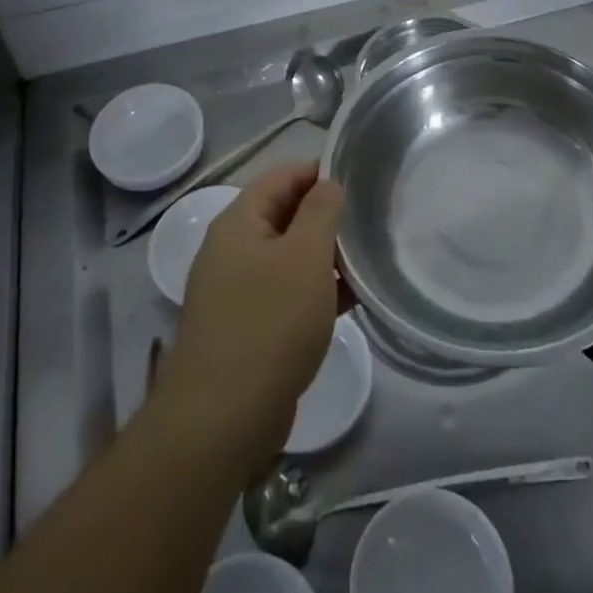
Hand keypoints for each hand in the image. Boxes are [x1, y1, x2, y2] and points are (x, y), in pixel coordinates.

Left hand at [159, 160, 344, 476]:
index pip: (282, 176)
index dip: (319, 172)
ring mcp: (235, 291)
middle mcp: (232, 250)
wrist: (222, 419)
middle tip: (369, 222)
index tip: (360, 180)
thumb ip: (321, 211)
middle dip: (325, 216)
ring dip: (323, 256)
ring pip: (287, 256)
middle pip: (283, 214)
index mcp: (239, 222)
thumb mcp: (306, 256)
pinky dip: (314, 290)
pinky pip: (284, 293)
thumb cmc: (270, 323)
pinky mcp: (245, 327)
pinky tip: (348, 302)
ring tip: (366, 261)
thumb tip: (327, 184)